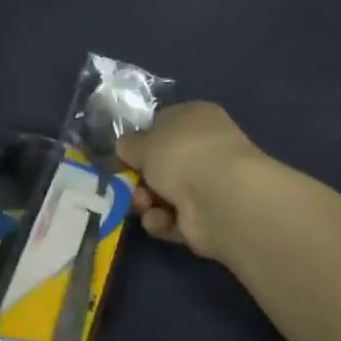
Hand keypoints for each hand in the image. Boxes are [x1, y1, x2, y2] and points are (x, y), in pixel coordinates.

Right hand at [117, 102, 267, 259]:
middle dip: (139, 178)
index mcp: (195, 119)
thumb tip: (125, 146)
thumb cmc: (181, 154)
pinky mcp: (204, 219)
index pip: (164, 124)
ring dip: (145, 201)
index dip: (141, 140)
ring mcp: (206, 186)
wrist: (218, 197)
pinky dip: (161, 221)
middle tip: (126, 184)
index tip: (122, 153)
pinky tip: (161, 219)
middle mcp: (204, 150)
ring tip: (144, 204)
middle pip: (160, 165)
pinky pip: (171, 219)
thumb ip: (130, 144)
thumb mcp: (144, 141)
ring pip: (162, 194)